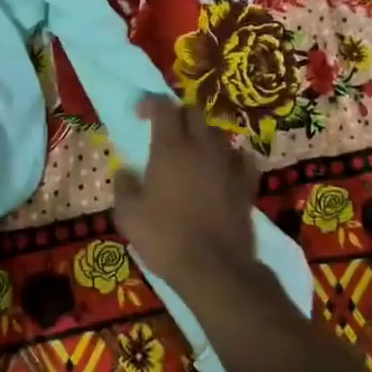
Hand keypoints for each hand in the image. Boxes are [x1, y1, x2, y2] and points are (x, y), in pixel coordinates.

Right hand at [113, 95, 259, 300]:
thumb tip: (126, 172)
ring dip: (203, 136)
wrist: (214, 268)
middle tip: (165, 131)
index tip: (139, 114)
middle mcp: (202, 148)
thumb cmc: (165, 237)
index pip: (163, 106)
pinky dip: (230, 158)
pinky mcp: (246, 185)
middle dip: (178, 114)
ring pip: (217, 134)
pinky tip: (223, 169)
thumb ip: (124, 186)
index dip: (151, 103)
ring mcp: (228, 165)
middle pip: (194, 112)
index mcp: (170, 148)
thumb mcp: (128, 215)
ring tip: (192, 152)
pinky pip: (241, 158)